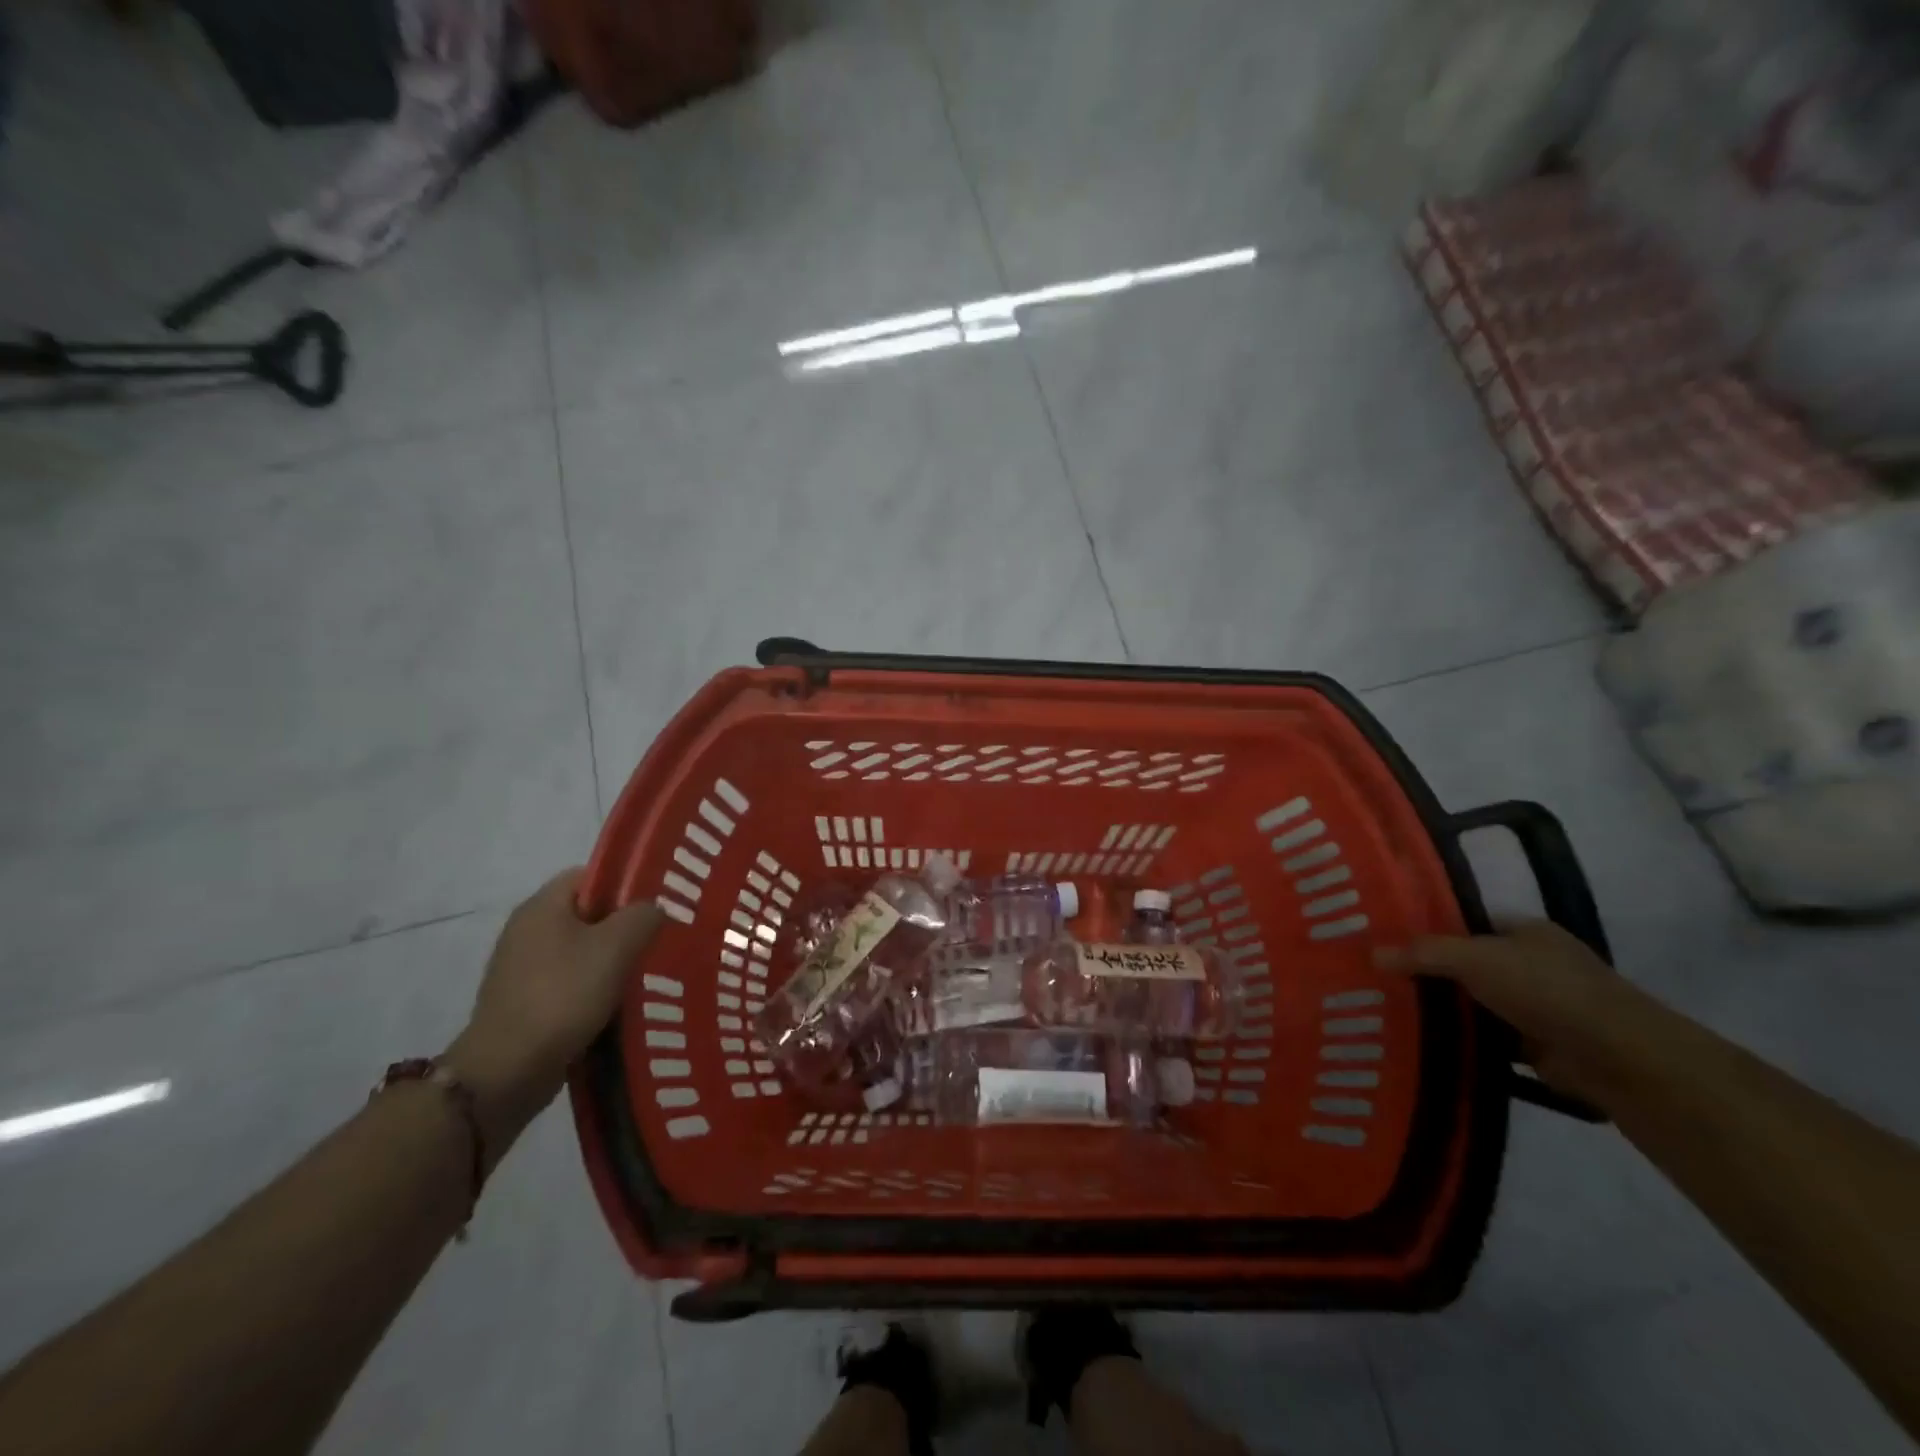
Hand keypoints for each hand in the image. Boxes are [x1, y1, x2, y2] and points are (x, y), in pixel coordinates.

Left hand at [444, 869, 663, 1160]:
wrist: (506, 1072)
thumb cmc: (563, 996)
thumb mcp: (616, 947)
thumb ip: (643, 916)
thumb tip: (652, 910)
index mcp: (542, 907)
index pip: (591, 875)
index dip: (627, 884)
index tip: (658, 905)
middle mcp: (527, 931)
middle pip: (589, 914)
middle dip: (625, 927)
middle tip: (660, 941)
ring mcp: (522, 969)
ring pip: (582, 952)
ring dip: (613, 962)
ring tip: (648, 975)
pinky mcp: (525, 1003)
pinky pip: (570, 983)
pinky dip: (595, 990)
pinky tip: (620, 1005)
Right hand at [1374, 919, 1653, 1103]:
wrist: (1618, 1058)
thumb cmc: (1547, 990)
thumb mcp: (1476, 958)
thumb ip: (1424, 953)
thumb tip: (1372, 953)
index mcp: (1526, 932)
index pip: (1466, 923)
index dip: (1428, 928)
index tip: (1386, 938)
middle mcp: (1534, 964)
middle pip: (1468, 964)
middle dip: (1430, 973)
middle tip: (1378, 977)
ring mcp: (1539, 1007)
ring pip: (1477, 1004)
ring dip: (1445, 1011)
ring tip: (1390, 1010)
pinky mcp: (1540, 1048)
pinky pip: (1489, 1040)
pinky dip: (1465, 1042)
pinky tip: (1425, 1043)